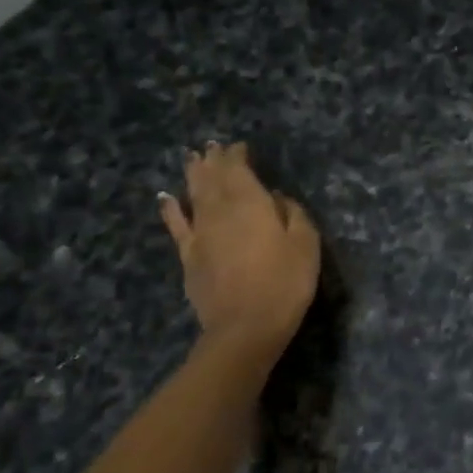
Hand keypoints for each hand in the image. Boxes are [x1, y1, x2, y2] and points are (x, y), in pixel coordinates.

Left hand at [158, 142, 320, 355]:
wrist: (245, 327)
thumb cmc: (285, 283)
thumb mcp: (306, 246)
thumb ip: (294, 215)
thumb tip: (278, 197)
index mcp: (251, 204)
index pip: (239, 170)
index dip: (238, 156)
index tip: (239, 145)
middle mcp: (220, 211)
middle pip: (213, 178)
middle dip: (213, 160)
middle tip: (211, 146)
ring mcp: (200, 233)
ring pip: (194, 195)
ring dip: (193, 175)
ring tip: (192, 158)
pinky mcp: (189, 256)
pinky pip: (177, 225)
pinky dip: (171, 209)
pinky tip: (166, 198)